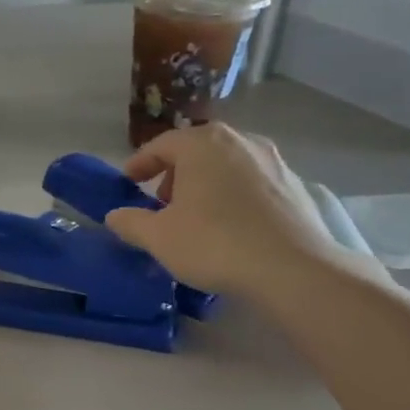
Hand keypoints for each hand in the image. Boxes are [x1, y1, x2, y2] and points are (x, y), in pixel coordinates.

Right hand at [103, 125, 371, 300]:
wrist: (291, 268)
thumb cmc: (214, 243)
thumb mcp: (158, 237)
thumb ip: (130, 222)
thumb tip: (115, 215)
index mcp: (203, 144)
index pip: (161, 144)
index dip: (139, 164)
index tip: (127, 184)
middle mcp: (240, 141)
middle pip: (196, 151)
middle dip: (174, 174)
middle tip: (161, 204)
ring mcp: (273, 161)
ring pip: (226, 165)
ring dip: (205, 185)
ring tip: (196, 217)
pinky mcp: (294, 185)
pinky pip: (251, 183)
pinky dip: (233, 196)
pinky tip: (230, 227)